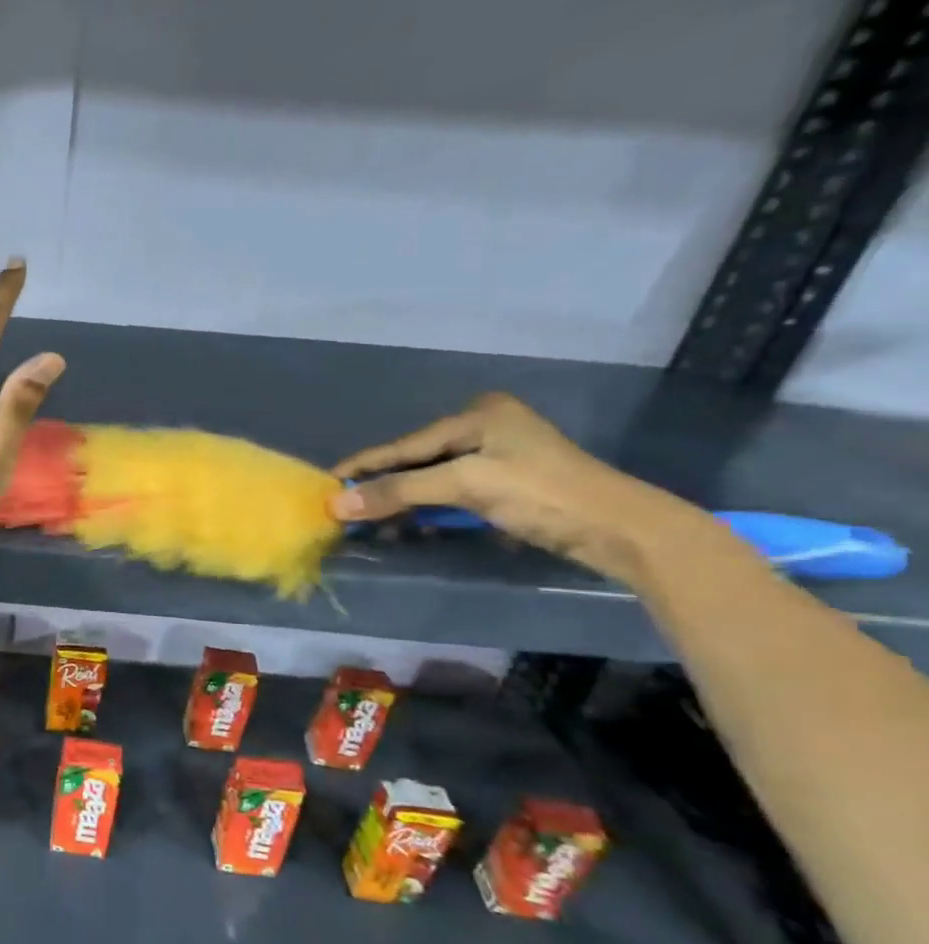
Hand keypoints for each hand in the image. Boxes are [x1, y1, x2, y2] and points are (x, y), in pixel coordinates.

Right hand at [328, 393, 700, 584]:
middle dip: (381, 485)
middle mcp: (484, 427)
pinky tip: (406, 524)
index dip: (363, 466)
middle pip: (416, 459)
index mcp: (477, 414)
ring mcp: (497, 455)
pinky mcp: (506, 483)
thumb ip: (399, 491)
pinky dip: (426, 508)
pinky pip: (449, 492)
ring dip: (401, 501)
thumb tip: (337, 504)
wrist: (618, 529)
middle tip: (343, 507)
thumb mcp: (465, 486)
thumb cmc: (541, 494)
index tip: (325, 482)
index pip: (404, 444)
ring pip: (431, 477)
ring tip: (366, 521)